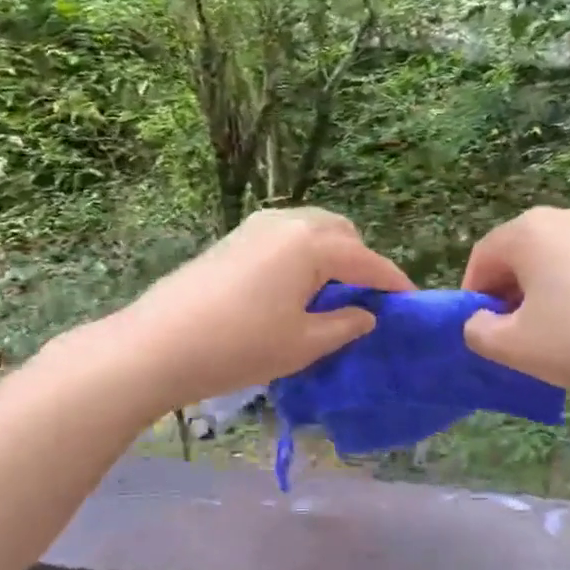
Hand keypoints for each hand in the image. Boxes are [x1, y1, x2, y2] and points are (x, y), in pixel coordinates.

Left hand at [105, 207, 412, 409]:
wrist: (157, 345)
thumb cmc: (240, 346)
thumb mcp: (303, 344)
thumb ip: (345, 325)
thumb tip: (367, 313)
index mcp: (312, 243)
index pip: (368, 260)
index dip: (394, 283)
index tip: (412, 303)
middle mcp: (288, 222)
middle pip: (341, 233)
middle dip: (361, 262)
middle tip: (366, 301)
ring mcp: (256, 226)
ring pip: (312, 230)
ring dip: (332, 255)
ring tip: (332, 296)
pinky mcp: (234, 238)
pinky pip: (286, 237)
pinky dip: (304, 255)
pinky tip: (295, 289)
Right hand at [461, 205, 569, 404]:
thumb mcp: (513, 347)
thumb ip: (477, 330)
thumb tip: (481, 319)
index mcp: (531, 230)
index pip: (484, 256)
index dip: (474, 293)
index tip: (481, 327)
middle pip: (522, 252)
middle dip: (511, 290)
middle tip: (516, 332)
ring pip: (559, 257)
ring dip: (546, 289)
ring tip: (557, 331)